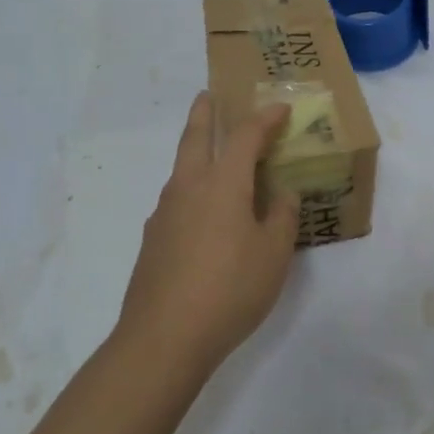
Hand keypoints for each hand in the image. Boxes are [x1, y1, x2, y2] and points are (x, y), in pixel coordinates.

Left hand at [117, 93, 297, 375]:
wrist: (162, 338)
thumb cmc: (229, 289)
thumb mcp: (272, 255)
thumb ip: (281, 217)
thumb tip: (281, 193)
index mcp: (222, 182)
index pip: (245, 135)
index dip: (265, 118)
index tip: (281, 109)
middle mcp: (188, 186)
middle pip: (194, 136)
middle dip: (204, 113)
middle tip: (208, 96)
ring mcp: (164, 212)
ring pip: (181, 168)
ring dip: (195, 150)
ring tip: (211, 156)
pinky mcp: (153, 239)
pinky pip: (176, 199)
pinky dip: (191, 189)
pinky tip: (201, 214)